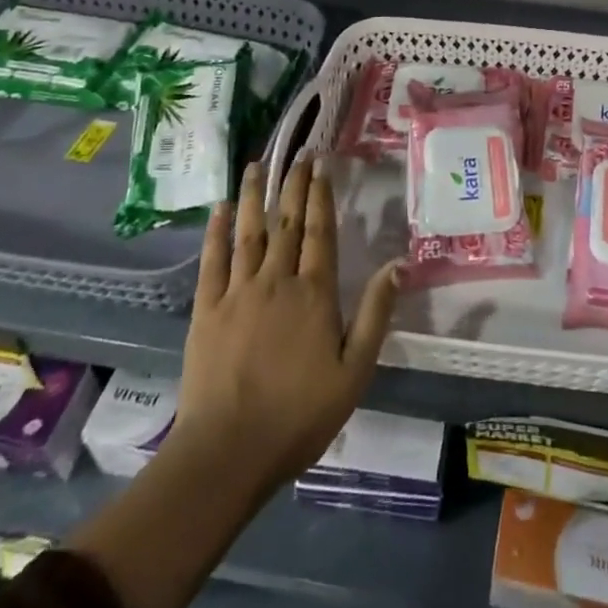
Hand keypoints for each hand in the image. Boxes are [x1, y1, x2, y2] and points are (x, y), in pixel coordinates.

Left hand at [169, 155, 400, 497]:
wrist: (228, 452)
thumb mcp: (354, 371)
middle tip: (297, 155)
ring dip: (252, 196)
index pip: (320, 231)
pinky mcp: (206, 310)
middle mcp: (276, 281)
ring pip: (247, 232)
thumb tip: (401, 264)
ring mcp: (238, 292)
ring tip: (255, 165)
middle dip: (292, 185)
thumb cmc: (299, 415)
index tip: (321, 164)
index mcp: (314, 293)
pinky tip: (218, 209)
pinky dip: (215, 232)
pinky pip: (212, 261)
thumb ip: (375, 314)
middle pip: (286, 223)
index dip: (321, 195)